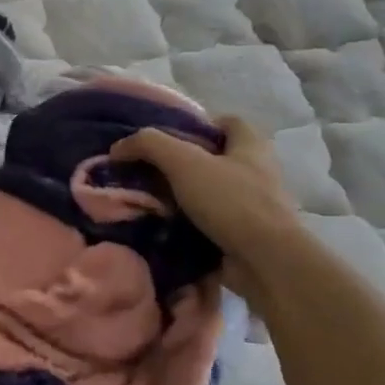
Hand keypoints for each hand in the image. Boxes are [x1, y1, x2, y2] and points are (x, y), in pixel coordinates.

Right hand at [110, 115, 303, 300]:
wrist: (266, 262)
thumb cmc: (231, 201)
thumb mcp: (183, 162)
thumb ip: (148, 145)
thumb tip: (118, 148)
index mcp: (251, 147)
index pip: (228, 122)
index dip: (198, 125)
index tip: (167, 139)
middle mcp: (257, 173)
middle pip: (215, 159)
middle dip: (182, 165)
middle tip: (147, 172)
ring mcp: (254, 207)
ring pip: (210, 193)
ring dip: (181, 198)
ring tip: (148, 202)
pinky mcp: (246, 236)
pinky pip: (210, 224)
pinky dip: (188, 226)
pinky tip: (163, 228)